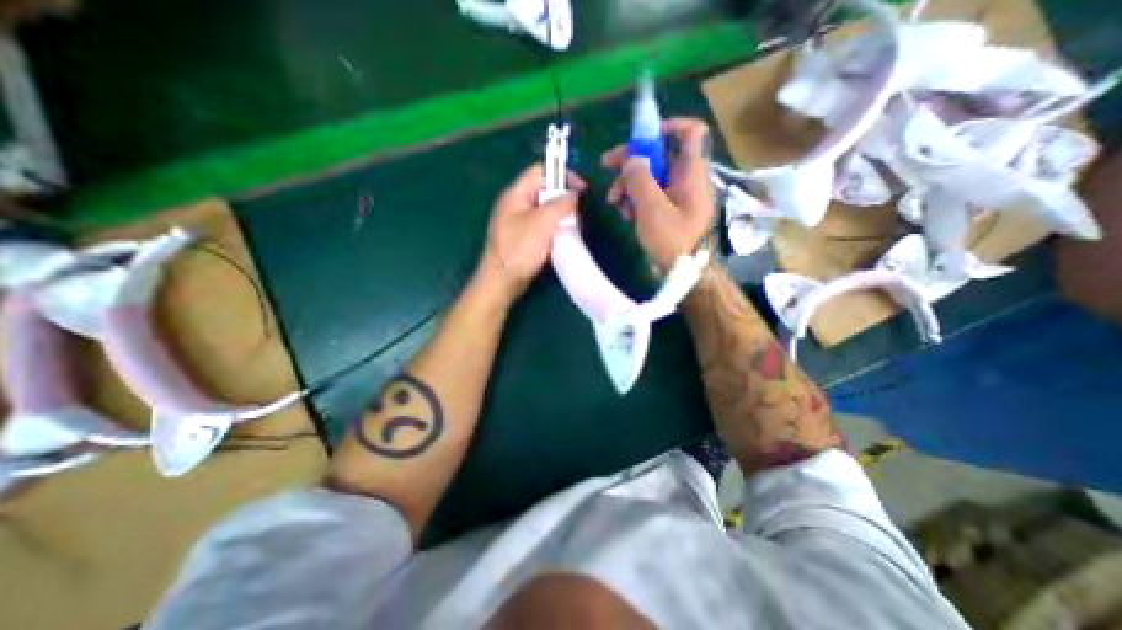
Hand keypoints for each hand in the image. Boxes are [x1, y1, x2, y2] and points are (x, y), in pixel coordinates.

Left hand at [474, 164, 587, 301]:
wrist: (502, 280)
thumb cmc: (520, 249)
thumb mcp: (542, 223)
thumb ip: (560, 204)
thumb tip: (573, 195)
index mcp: (515, 194)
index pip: (540, 171)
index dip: (562, 175)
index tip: (581, 190)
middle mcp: (515, 204)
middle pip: (543, 190)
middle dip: (563, 198)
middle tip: (577, 213)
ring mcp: (518, 222)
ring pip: (544, 209)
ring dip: (560, 215)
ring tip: (573, 226)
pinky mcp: (522, 237)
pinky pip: (541, 225)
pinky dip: (553, 228)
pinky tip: (562, 237)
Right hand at [606, 118, 718, 270]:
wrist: (683, 273)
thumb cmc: (672, 240)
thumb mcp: (652, 209)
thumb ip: (640, 179)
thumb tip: (631, 159)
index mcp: (691, 173)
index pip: (691, 132)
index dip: (667, 127)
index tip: (640, 138)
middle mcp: (686, 179)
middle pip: (660, 154)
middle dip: (632, 160)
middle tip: (606, 165)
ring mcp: (678, 195)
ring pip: (651, 176)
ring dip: (628, 184)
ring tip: (613, 201)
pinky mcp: (670, 209)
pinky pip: (651, 195)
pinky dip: (636, 199)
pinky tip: (624, 213)